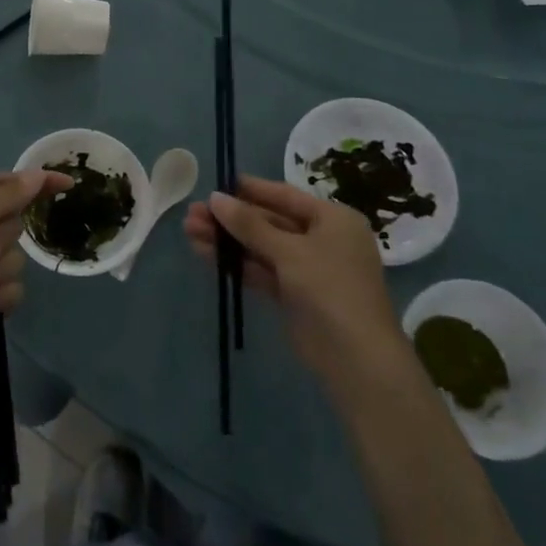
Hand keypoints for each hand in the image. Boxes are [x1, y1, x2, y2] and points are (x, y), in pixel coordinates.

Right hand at [186, 175, 405, 378]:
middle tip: (192, 213)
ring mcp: (307, 269)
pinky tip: (205, 254)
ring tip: (189, 230)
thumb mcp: (290, 251)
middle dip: (230, 219)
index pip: (285, 196)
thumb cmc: (331, 289)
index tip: (215, 185)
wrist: (356, 360)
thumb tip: (214, 198)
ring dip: (227, 240)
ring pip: (260, 247)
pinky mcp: (293, 295)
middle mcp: (322, 240)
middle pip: (269, 222)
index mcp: (333, 220)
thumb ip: (250, 224)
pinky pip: (260, 270)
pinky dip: (235, 263)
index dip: (249, 190)